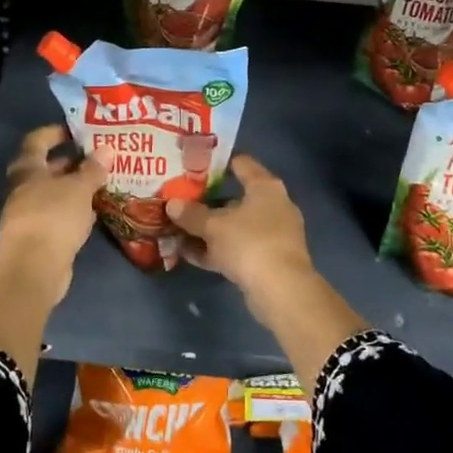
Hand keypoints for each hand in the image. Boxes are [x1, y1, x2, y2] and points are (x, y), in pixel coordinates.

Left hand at [0, 124, 104, 290]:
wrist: (34, 267)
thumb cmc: (54, 217)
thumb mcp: (79, 189)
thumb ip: (93, 169)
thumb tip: (107, 149)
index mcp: (27, 169)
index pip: (37, 140)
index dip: (56, 132)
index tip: (78, 130)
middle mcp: (23, 188)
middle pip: (46, 168)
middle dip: (71, 162)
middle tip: (98, 157)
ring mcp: (27, 214)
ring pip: (53, 193)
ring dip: (74, 188)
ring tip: (101, 183)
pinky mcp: (37, 237)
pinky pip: (57, 215)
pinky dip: (73, 210)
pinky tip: (93, 212)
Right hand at [163, 155, 313, 296]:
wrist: (281, 289)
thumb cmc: (249, 242)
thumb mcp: (213, 226)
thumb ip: (191, 214)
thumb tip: (171, 204)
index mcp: (265, 187)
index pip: (241, 163)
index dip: (217, 162)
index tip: (194, 165)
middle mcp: (272, 206)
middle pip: (235, 198)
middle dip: (207, 201)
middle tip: (180, 199)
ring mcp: (272, 235)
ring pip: (234, 226)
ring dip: (208, 229)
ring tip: (178, 228)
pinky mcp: (267, 259)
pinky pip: (236, 248)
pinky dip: (215, 250)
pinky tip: (188, 254)